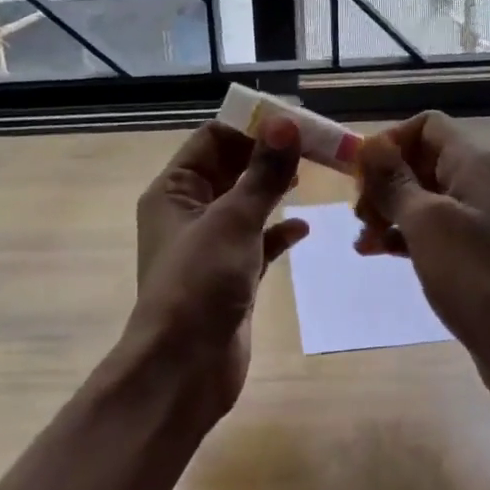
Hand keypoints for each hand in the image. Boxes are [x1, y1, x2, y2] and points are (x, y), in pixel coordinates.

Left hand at [122, 117, 308, 417]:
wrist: (184, 369)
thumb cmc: (200, 284)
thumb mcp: (233, 220)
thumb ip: (263, 173)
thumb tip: (286, 122)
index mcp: (174, 190)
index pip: (213, 139)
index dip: (252, 126)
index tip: (295, 120)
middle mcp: (188, 212)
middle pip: (232, 169)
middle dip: (269, 156)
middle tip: (315, 145)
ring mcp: (210, 246)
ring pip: (247, 204)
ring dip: (275, 190)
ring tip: (313, 175)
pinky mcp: (231, 275)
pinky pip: (257, 241)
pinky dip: (278, 232)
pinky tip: (303, 228)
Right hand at [355, 111, 489, 428]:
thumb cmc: (475, 276)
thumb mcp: (426, 223)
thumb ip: (395, 181)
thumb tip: (370, 144)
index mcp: (473, 164)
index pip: (426, 126)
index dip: (390, 142)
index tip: (362, 176)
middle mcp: (476, 183)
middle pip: (419, 161)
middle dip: (383, 181)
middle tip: (360, 213)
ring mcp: (474, 219)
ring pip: (419, 197)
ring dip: (386, 210)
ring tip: (364, 238)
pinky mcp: (469, 253)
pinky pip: (427, 230)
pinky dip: (401, 235)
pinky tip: (375, 252)